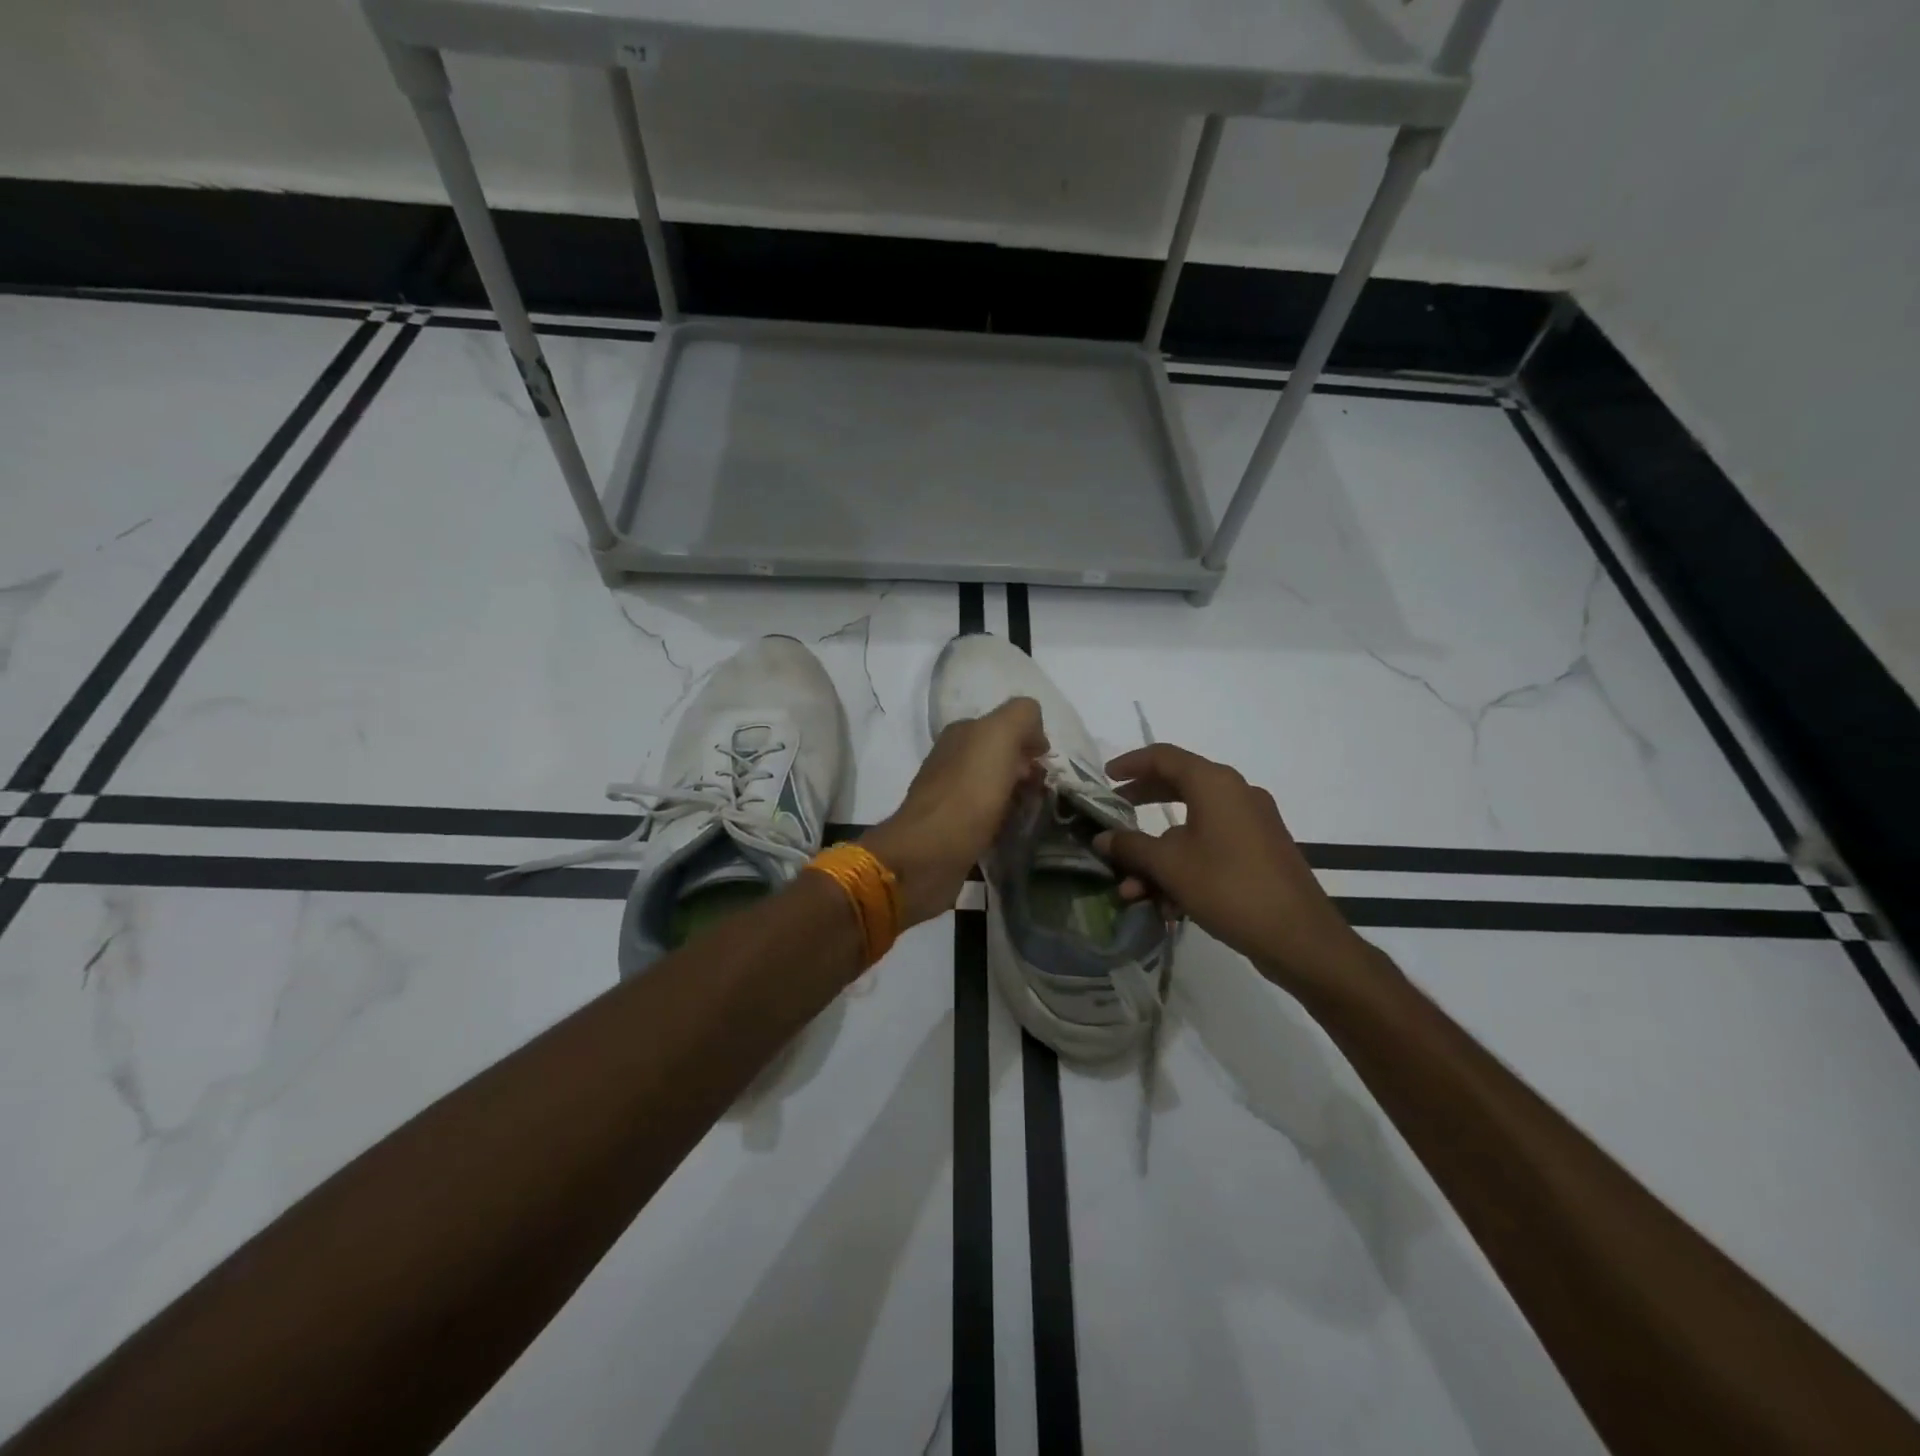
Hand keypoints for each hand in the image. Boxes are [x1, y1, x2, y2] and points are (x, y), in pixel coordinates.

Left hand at [862, 697, 1047, 926]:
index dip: (1029, 741)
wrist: (929, 854)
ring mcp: (950, 796)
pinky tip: (1013, 833)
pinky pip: (988, 818)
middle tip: (1041, 792)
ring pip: (996, 788)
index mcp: (961, 734)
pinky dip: (1004, 822)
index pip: (1004, 726)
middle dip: (1026, 771)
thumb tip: (1034, 734)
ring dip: (1018, 797)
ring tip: (1032, 815)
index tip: (1044, 765)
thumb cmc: (968, 793)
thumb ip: (1021, 717)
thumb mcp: (999, 736)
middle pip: (1000, 758)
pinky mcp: (953, 830)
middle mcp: (952, 760)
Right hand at [1094, 743, 1380, 998]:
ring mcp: (1252, 823)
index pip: (1164, 756)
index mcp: (1215, 784)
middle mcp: (1236, 793)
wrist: (1299, 937)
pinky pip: (1212, 846)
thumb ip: (1131, 847)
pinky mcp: (1261, 851)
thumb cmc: (1228, 887)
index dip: (1130, 764)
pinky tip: (1168, 904)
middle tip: (1115, 816)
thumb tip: (1102, 838)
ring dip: (1159, 854)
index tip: (1105, 778)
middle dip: (1142, 805)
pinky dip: (1186, 865)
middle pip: (1178, 786)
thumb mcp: (1169, 866)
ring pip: (1192, 826)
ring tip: (1134, 888)